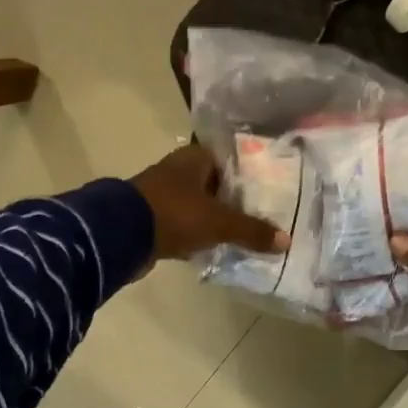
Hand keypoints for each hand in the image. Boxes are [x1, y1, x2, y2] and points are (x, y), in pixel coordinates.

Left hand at [130, 143, 290, 263]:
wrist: (121, 234)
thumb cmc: (175, 214)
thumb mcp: (219, 222)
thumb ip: (252, 231)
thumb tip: (286, 241)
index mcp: (195, 158)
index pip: (232, 161)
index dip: (252, 177)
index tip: (272, 194)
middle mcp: (180, 171)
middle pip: (217, 185)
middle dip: (237, 202)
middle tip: (265, 218)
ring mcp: (165, 195)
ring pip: (201, 207)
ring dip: (218, 221)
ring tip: (247, 236)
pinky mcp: (155, 219)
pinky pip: (186, 226)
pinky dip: (199, 236)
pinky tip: (217, 249)